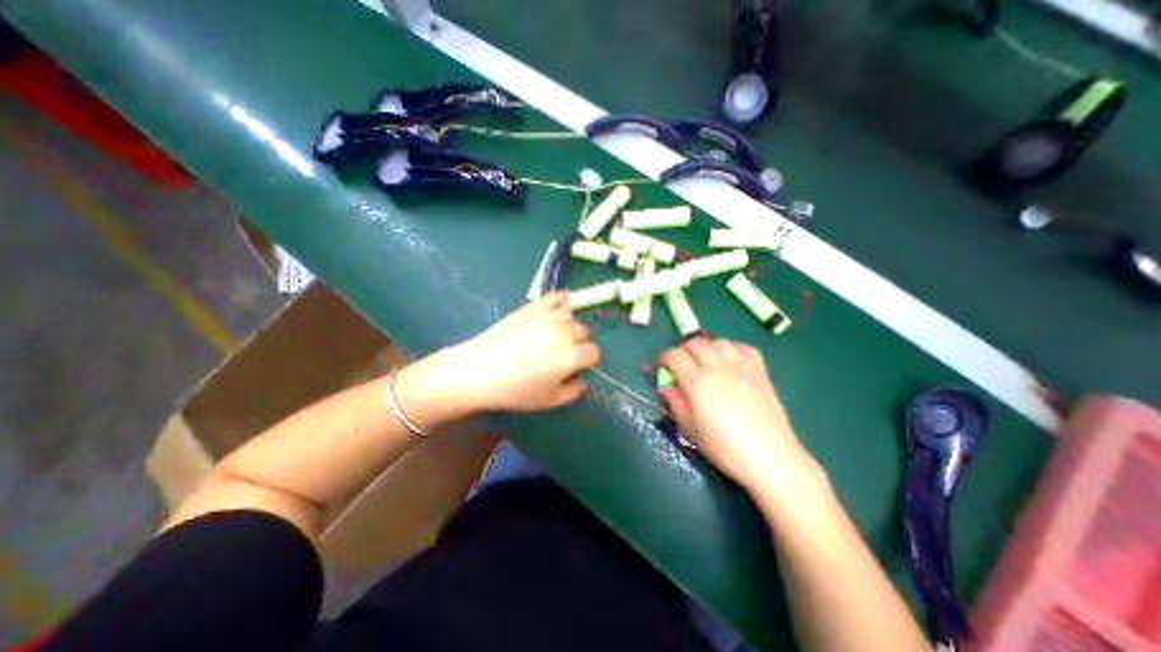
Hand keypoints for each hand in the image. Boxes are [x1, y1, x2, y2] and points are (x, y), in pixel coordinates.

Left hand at [448, 291, 603, 409]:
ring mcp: (548, 317)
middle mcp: (564, 332)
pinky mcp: (532, 307)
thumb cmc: (514, 390)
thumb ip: (571, 392)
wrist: (479, 370)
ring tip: (556, 335)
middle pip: (584, 332)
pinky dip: (562, 298)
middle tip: (563, 353)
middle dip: (579, 342)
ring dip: (568, 325)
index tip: (579, 366)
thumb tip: (581, 382)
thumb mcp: (547, 401)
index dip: (588, 360)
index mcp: (571, 356)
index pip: (594, 352)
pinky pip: (555, 297)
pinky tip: (564, 301)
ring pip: (571, 315)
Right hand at [658, 340, 818, 490]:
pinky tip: (730, 361)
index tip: (660, 365)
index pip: (674, 355)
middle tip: (680, 363)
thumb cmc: (723, 447)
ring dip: (706, 347)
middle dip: (683, 349)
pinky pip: (743, 347)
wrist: (769, 456)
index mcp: (697, 381)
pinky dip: (732, 349)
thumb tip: (665, 386)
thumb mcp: (690, 428)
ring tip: (704, 360)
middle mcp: (717, 367)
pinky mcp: (759, 370)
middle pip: (695, 343)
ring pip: (718, 341)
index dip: (663, 357)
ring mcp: (740, 365)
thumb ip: (675, 402)